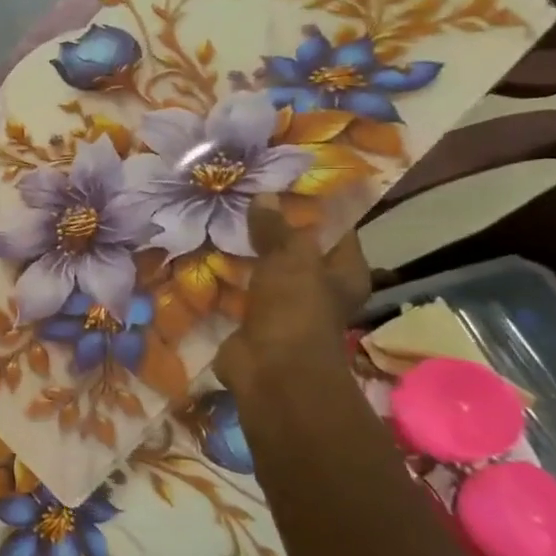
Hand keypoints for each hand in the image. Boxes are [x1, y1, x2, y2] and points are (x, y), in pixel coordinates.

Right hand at [214, 196, 369, 394]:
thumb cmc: (295, 309)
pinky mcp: (256, 321)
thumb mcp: (290, 258)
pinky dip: (229, 279)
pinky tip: (209, 258)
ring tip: (222, 226)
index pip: (335, 232)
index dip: (313, 210)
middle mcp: (321, 290)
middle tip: (244, 205)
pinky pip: (242, 292)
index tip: (283, 187)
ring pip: (267, 272)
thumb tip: (264, 196)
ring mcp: (287, 308)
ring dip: (248, 257)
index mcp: (345, 274)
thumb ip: (276, 228)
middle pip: (298, 252)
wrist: (270, 368)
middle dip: (273, 233)